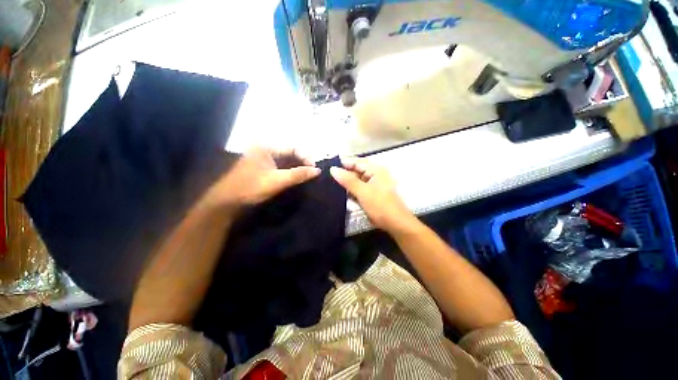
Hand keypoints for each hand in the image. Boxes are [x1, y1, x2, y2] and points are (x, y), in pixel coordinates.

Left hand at [204, 147, 319, 208]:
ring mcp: (263, 159)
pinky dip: (290, 171)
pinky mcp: (263, 168)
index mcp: (267, 148)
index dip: (306, 157)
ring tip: (308, 175)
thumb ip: (298, 175)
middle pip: (290, 153)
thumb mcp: (277, 181)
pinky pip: (281, 166)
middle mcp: (265, 150)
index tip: (315, 169)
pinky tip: (296, 177)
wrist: (228, 201)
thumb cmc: (252, 187)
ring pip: (286, 160)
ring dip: (297, 167)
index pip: (293, 148)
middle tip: (312, 172)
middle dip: (302, 162)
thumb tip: (318, 170)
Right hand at [330, 157, 416, 233]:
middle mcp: (375, 174)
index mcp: (376, 169)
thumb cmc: (380, 206)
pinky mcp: (372, 193)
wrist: (396, 224)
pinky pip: (359, 188)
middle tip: (328, 177)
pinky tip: (344, 193)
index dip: (343, 163)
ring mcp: (374, 184)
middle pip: (356, 170)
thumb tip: (333, 169)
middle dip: (344, 173)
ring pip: (357, 179)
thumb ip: (348, 180)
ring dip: (347, 183)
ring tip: (332, 184)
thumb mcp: (363, 192)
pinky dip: (352, 190)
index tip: (327, 167)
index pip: (356, 161)